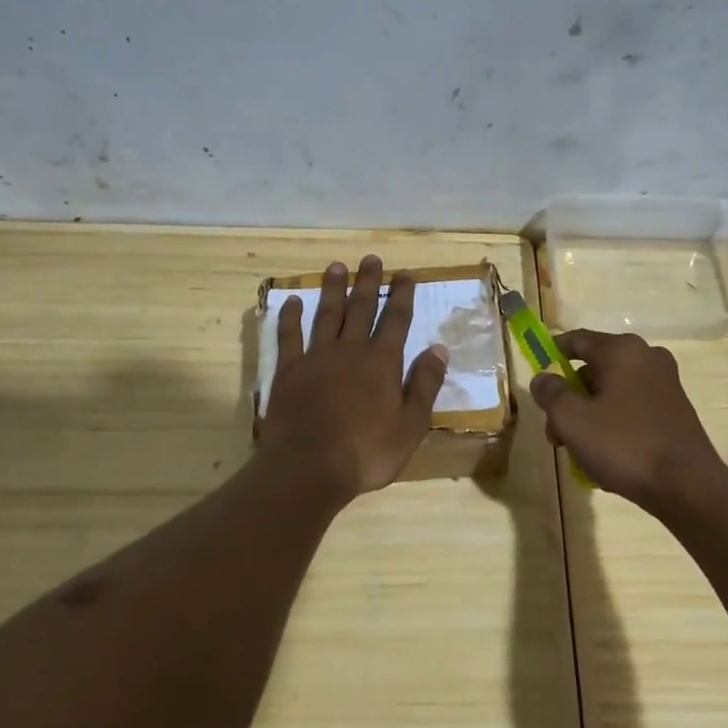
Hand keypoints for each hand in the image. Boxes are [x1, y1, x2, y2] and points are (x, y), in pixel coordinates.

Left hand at [258, 255, 448, 502]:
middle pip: (361, 307)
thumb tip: (438, 348)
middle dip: (368, 282)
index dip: (402, 295)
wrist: (308, 467)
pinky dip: (290, 316)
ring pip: (326, 314)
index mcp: (382, 362)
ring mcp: (316, 357)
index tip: (405, 274)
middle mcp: (350, 350)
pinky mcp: (288, 370)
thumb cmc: (366, 452)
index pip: (396, 319)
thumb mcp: (411, 425)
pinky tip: (292, 301)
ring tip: (336, 266)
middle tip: (371, 259)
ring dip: (333, 289)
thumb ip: (424, 384)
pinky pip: (289, 335)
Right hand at [528, 329, 727, 511]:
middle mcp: (647, 357)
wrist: (687, 486)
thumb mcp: (572, 419)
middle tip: (556, 432)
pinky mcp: (676, 408)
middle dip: (570, 398)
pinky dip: (614, 422)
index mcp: (621, 350)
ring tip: (579, 452)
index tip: (538, 380)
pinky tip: (607, 454)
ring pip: (612, 390)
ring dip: (590, 414)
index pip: (575, 340)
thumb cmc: (624, 445)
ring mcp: (665, 382)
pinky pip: (632, 406)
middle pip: (593, 369)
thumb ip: (550, 393)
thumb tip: (543, 378)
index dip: (551, 355)